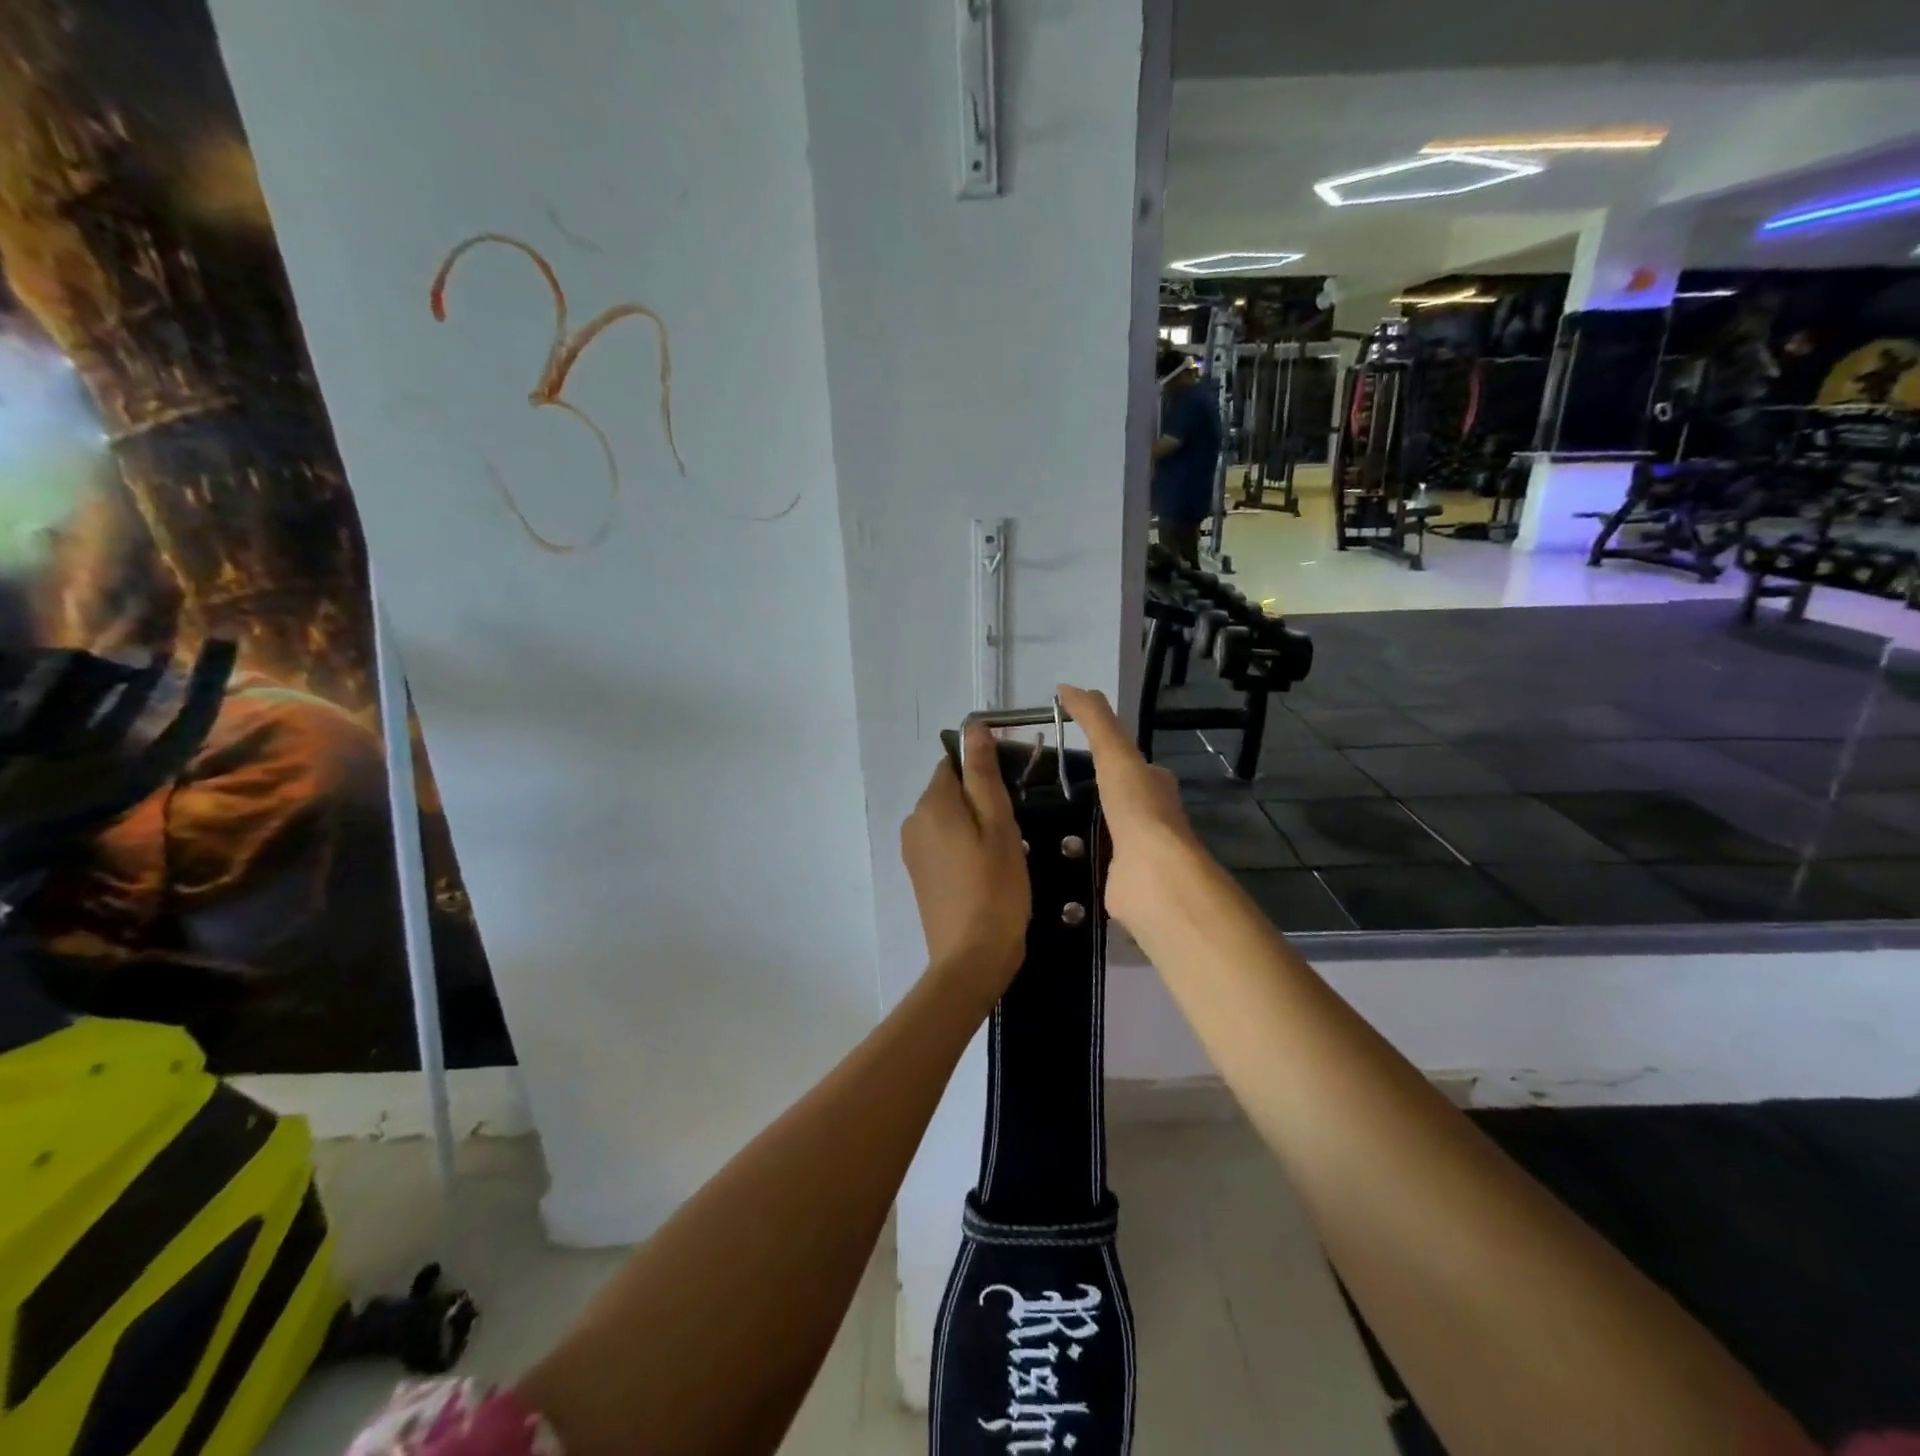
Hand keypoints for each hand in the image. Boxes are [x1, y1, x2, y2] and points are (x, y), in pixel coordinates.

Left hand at [900, 721, 1031, 989]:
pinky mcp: (919, 875)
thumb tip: (973, 728)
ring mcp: (912, 851)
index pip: (953, 764)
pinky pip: (942, 844)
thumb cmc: (995, 887)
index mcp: (932, 803)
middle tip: (1015, 827)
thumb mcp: (999, 825)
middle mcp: (913, 821)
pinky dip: (963, 846)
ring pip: (947, 819)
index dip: (984, 770)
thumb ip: (984, 775)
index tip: (1014, 793)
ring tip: (1005, 851)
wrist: (971, 958)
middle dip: (980, 800)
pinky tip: (986, 870)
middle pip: (949, 791)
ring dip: (974, 824)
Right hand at [1056, 684, 1204, 933]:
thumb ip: (1095, 720)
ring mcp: (1134, 852)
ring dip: (1074, 830)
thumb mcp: (1115, 753)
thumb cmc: (1138, 809)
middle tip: (1038, 790)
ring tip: (1032, 824)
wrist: (1153, 876)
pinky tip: (1045, 859)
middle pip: (1113, 799)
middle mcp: (1148, 817)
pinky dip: (1071, 862)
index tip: (1063, 753)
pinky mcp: (1117, 882)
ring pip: (1100, 833)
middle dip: (1084, 795)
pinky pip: (1089, 866)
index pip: (1127, 762)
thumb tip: (1067, 686)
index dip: (1103, 753)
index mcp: (1154, 784)